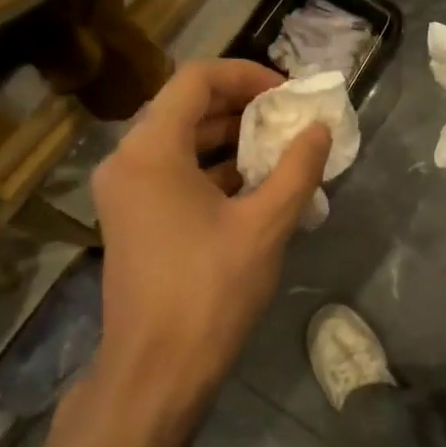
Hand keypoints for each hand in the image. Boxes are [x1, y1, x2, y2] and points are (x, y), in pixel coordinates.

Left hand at [89, 60, 329, 410]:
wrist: (156, 371)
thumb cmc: (210, 290)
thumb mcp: (266, 225)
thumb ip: (298, 169)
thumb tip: (320, 130)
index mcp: (151, 149)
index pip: (197, 79)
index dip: (247, 76)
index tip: (289, 94)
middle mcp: (128, 161)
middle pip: (186, 107)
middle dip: (242, 108)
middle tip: (290, 119)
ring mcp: (125, 193)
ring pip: (181, 142)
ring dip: (230, 140)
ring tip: (280, 150)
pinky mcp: (133, 220)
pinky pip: (174, 174)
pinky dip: (213, 170)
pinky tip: (255, 186)